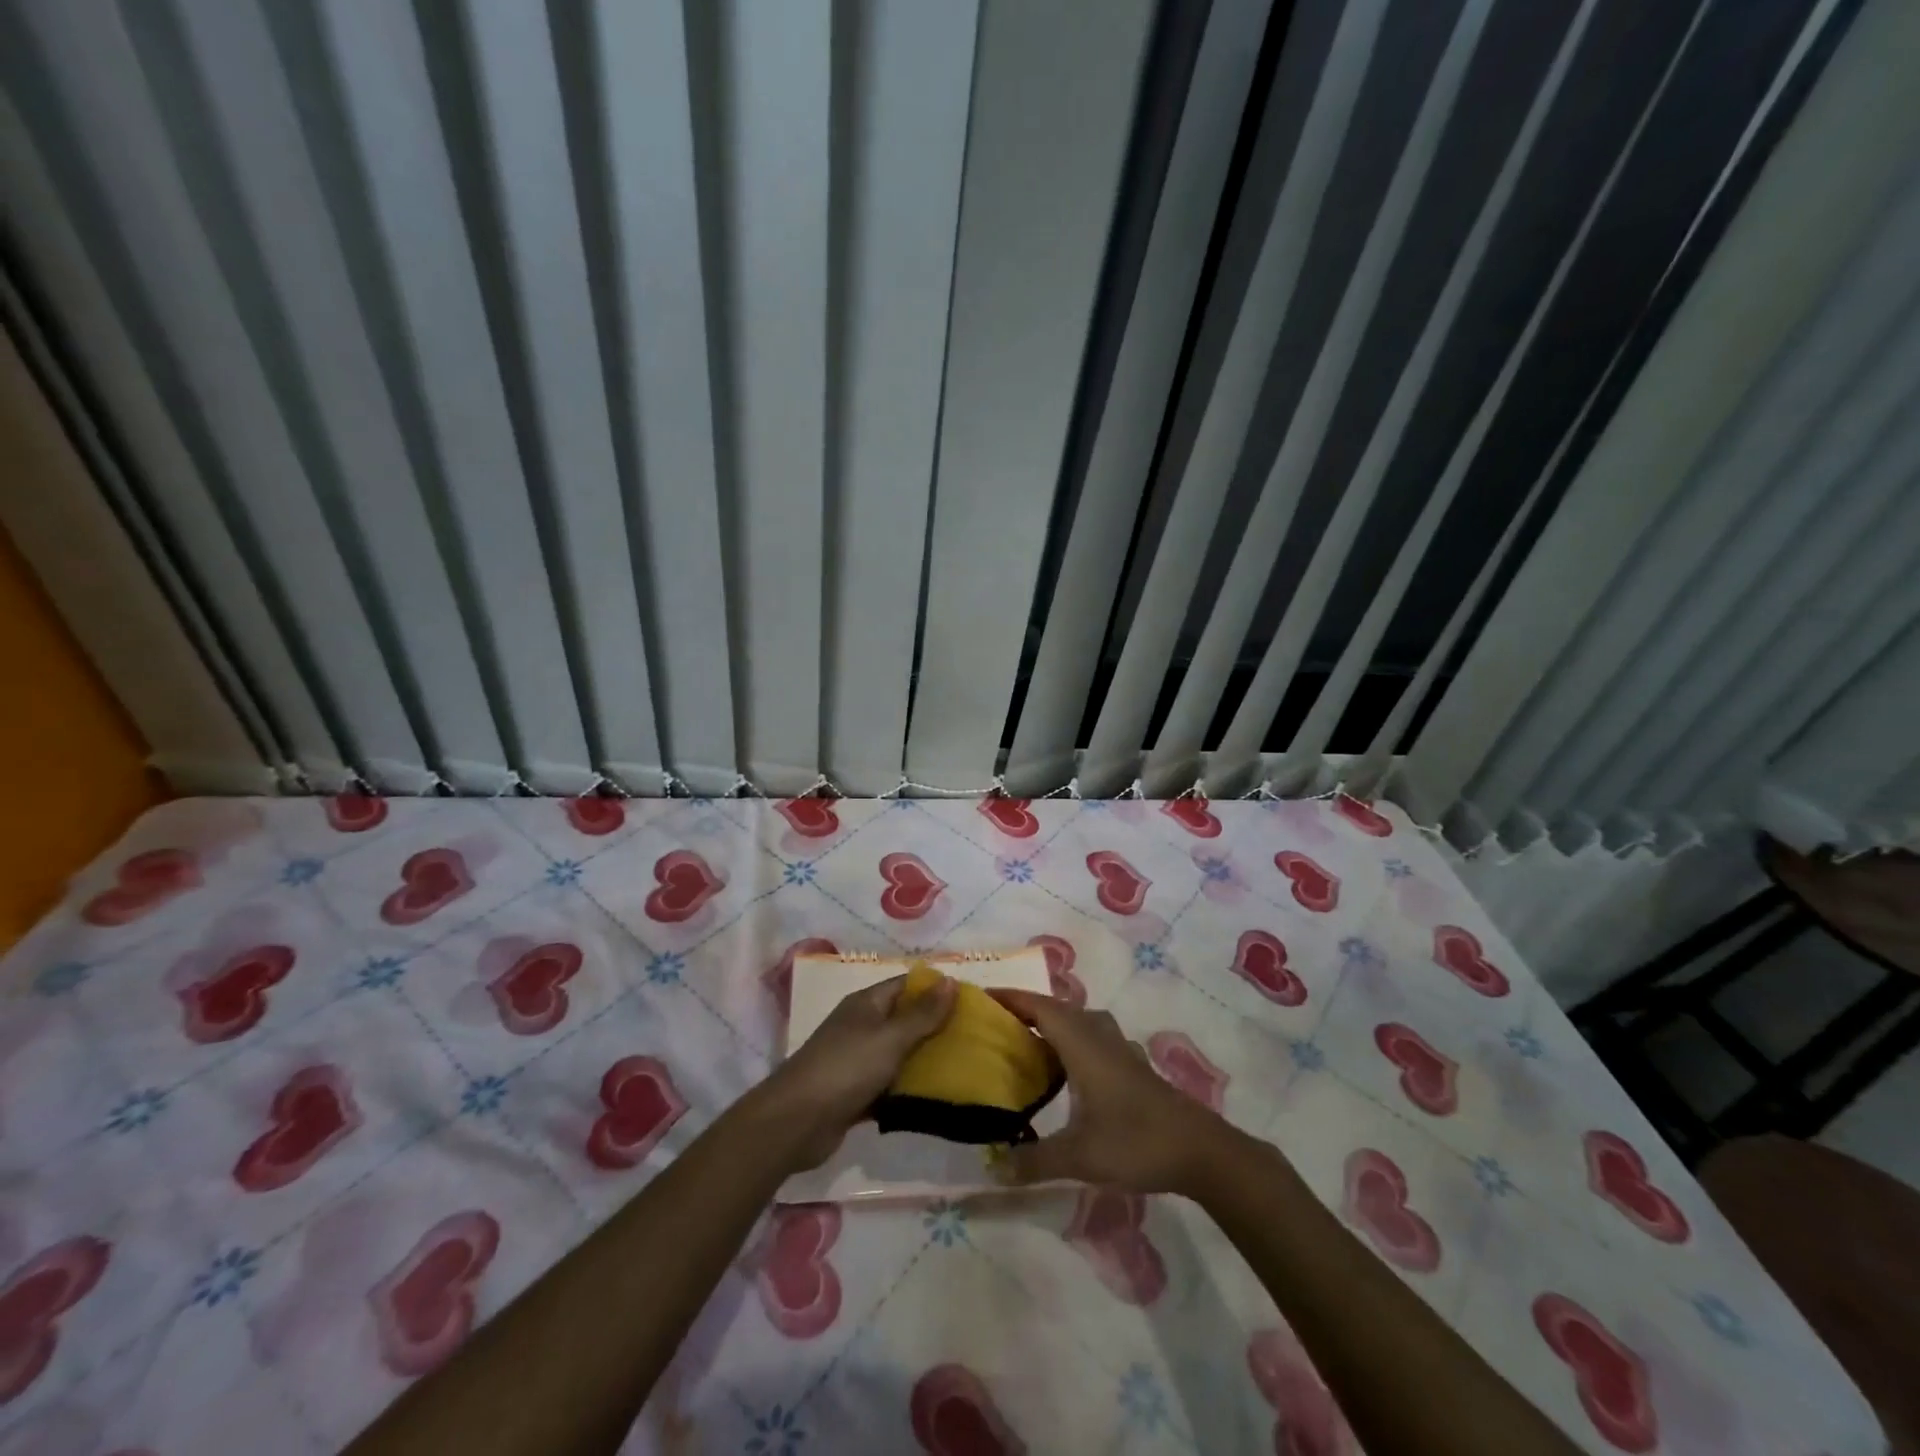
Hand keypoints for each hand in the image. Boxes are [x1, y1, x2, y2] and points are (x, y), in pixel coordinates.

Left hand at [754, 973, 956, 1170]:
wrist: (797, 1122)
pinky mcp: (856, 1093)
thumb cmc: (846, 1068)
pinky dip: (908, 1089)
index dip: (936, 990)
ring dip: (925, 1060)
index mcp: (866, 1004)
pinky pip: (890, 1086)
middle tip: (974, 1037)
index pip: (906, 986)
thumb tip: (950, 980)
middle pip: (905, 1020)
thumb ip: (922, 1014)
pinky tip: (936, 1098)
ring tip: (964, 1066)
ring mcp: (857, 1061)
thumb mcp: (890, 1038)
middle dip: (936, 1027)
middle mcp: (862, 1027)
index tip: (970, 1002)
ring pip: (899, 1055)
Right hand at [990, 989, 1237, 1194]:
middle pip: (1057, 1008)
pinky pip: (1094, 1036)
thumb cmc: (1136, 1142)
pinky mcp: (1133, 1065)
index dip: (1010, 997)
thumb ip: (1035, 1161)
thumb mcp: (1080, 1157)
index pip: (1039, 1007)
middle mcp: (1099, 1036)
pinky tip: (1068, 1067)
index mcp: (1082, 1044)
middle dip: (1026, 1009)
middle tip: (996, 1022)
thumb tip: (993, 1167)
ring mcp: (1120, 1049)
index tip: (980, 996)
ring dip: (1052, 1021)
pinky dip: (1073, 1039)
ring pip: (1079, 1020)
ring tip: (1027, 1040)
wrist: (1201, 1151)